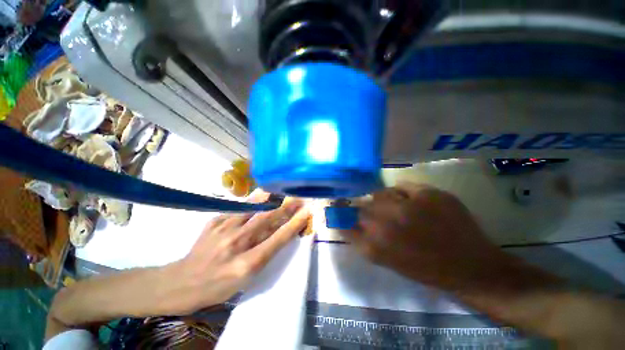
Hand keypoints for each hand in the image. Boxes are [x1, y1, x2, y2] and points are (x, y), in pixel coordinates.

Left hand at [169, 191, 309, 313]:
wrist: (182, 282)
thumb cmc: (218, 286)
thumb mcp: (245, 278)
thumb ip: (264, 252)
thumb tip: (279, 230)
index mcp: (246, 264)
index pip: (278, 239)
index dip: (294, 224)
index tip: (306, 212)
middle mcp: (236, 243)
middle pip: (267, 218)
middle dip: (286, 206)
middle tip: (298, 197)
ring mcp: (222, 229)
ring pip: (252, 207)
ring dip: (270, 197)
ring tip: (280, 190)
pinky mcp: (213, 221)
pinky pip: (238, 207)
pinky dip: (252, 201)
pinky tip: (259, 197)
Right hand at [342, 184, 511, 290]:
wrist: (471, 266)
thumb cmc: (425, 268)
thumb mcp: (387, 260)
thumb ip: (363, 241)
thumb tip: (348, 222)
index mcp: (376, 245)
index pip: (344, 223)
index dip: (338, 214)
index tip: (336, 209)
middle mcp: (387, 223)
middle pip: (360, 205)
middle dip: (360, 206)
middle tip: (369, 209)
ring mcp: (409, 206)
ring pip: (379, 193)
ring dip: (381, 199)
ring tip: (395, 207)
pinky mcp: (429, 193)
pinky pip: (401, 186)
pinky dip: (401, 192)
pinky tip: (412, 202)